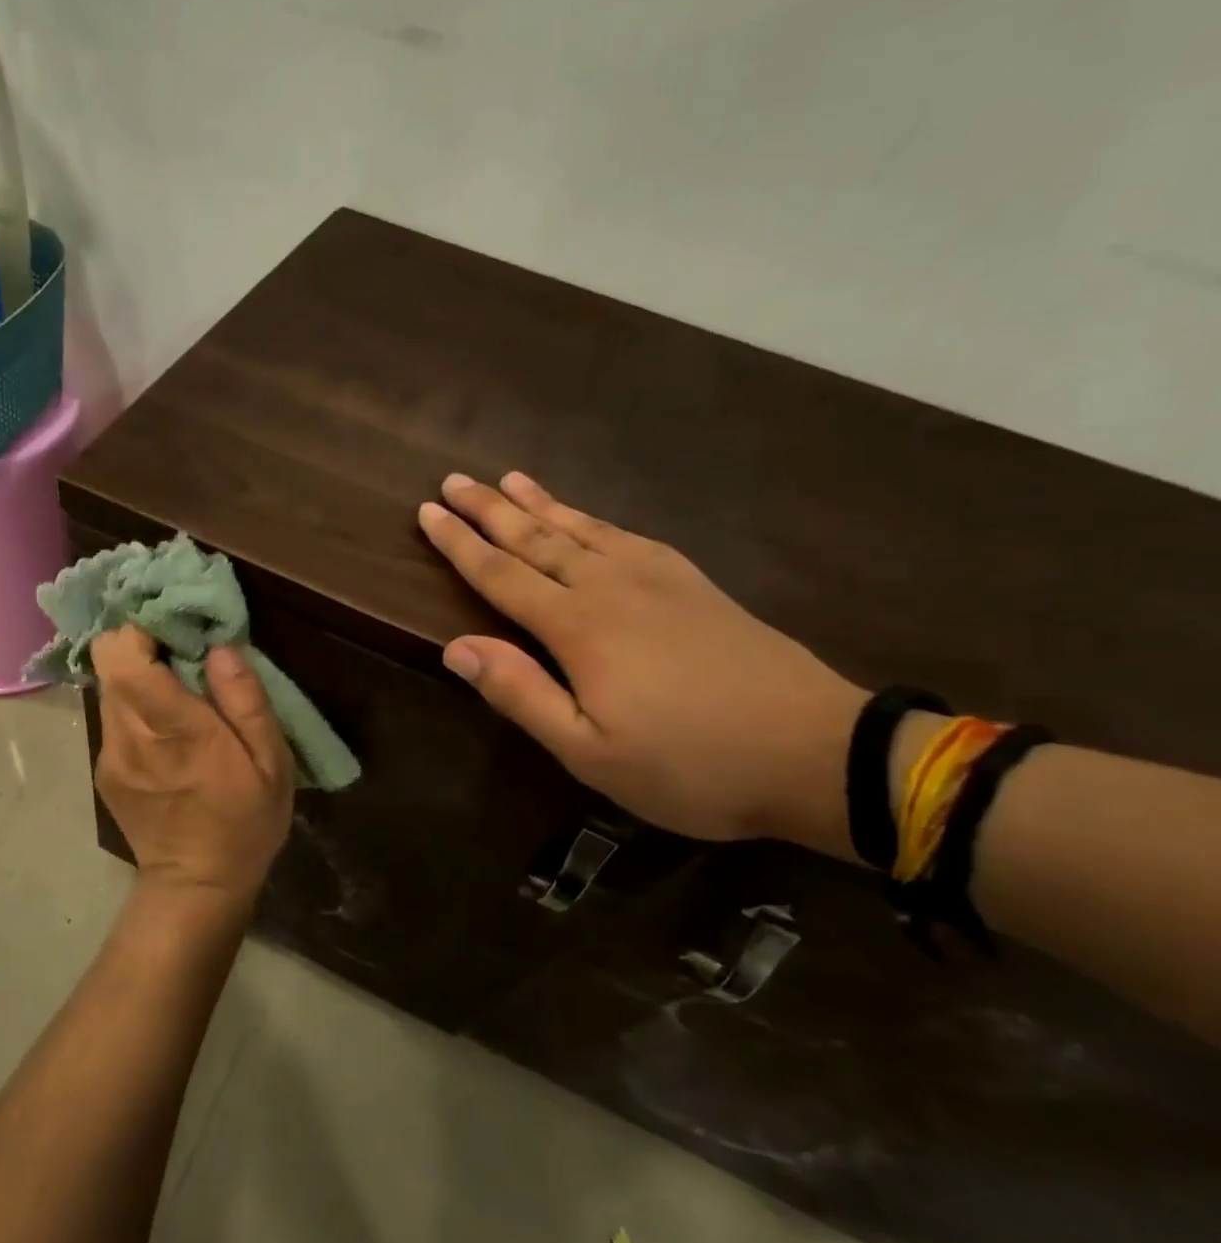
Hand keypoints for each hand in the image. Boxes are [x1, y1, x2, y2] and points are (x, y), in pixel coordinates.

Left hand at [91, 626, 293, 904]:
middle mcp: (129, 736)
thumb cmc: (244, 822)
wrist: (196, 886)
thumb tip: (220, 647)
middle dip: (141, 645)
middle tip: (180, 652)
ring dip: (138, 677)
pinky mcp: (104, 770)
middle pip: (109, 663)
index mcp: (174, 730)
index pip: (124, 656)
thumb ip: (245, 700)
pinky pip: (113, 717)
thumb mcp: (271, 763)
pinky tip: (164, 731)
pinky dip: (134, 708)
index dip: (142, 628)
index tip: (176, 626)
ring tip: (176, 689)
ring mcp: (110, 755)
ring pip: (109, 688)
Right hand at [419, 473, 866, 853]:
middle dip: (490, 509)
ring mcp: (657, 579)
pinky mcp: (693, 583)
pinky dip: (593, 518)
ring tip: (508, 478)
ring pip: (581, 527)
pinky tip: (587, 515)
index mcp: (577, 627)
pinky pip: (626, 535)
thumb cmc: (689, 763)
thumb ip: (521, 694)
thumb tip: (455, 647)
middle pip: (536, 538)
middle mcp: (610, 586)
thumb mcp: (589, 752)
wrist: (815, 752)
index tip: (427, 512)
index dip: (460, 544)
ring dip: (539, 503)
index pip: (501, 575)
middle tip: (454, 480)